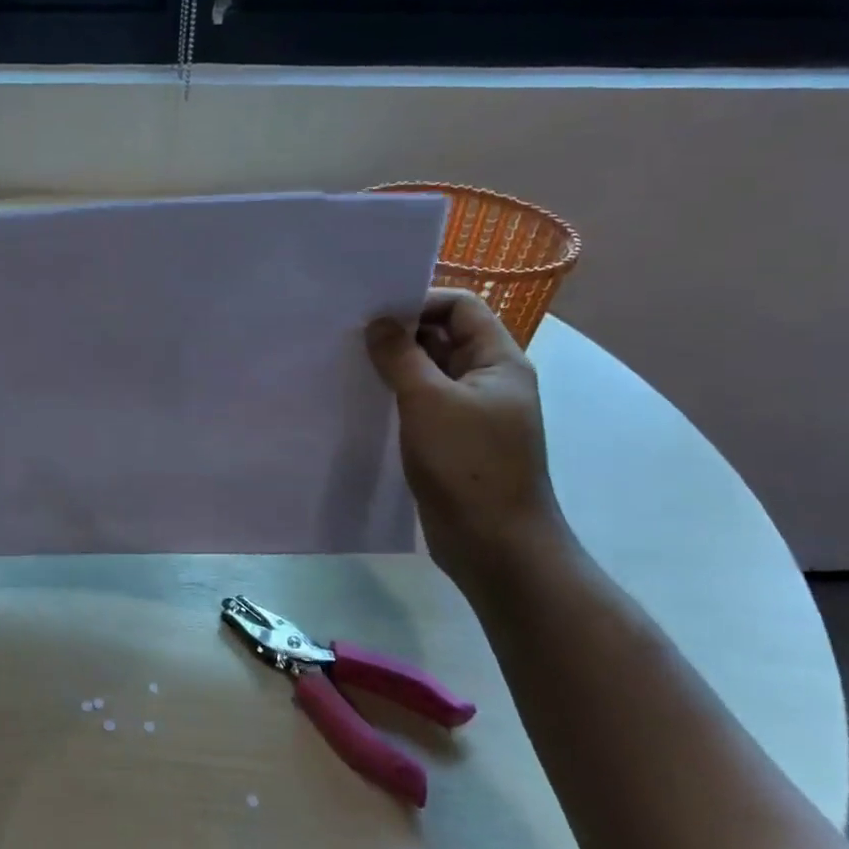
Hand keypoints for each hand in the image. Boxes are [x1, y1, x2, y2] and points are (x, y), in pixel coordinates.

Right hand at [365, 289, 569, 591]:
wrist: (496, 545)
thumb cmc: (469, 464)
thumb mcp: (429, 401)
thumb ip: (401, 356)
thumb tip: (379, 322)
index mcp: (498, 362)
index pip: (461, 308)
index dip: (421, 302)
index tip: (374, 313)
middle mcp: (488, 381)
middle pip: (443, 337)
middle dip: (400, 333)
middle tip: (351, 334)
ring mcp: (470, 413)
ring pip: (428, 372)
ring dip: (394, 366)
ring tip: (349, 363)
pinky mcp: (451, 441)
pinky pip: (421, 404)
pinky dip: (395, 396)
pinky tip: (362, 400)